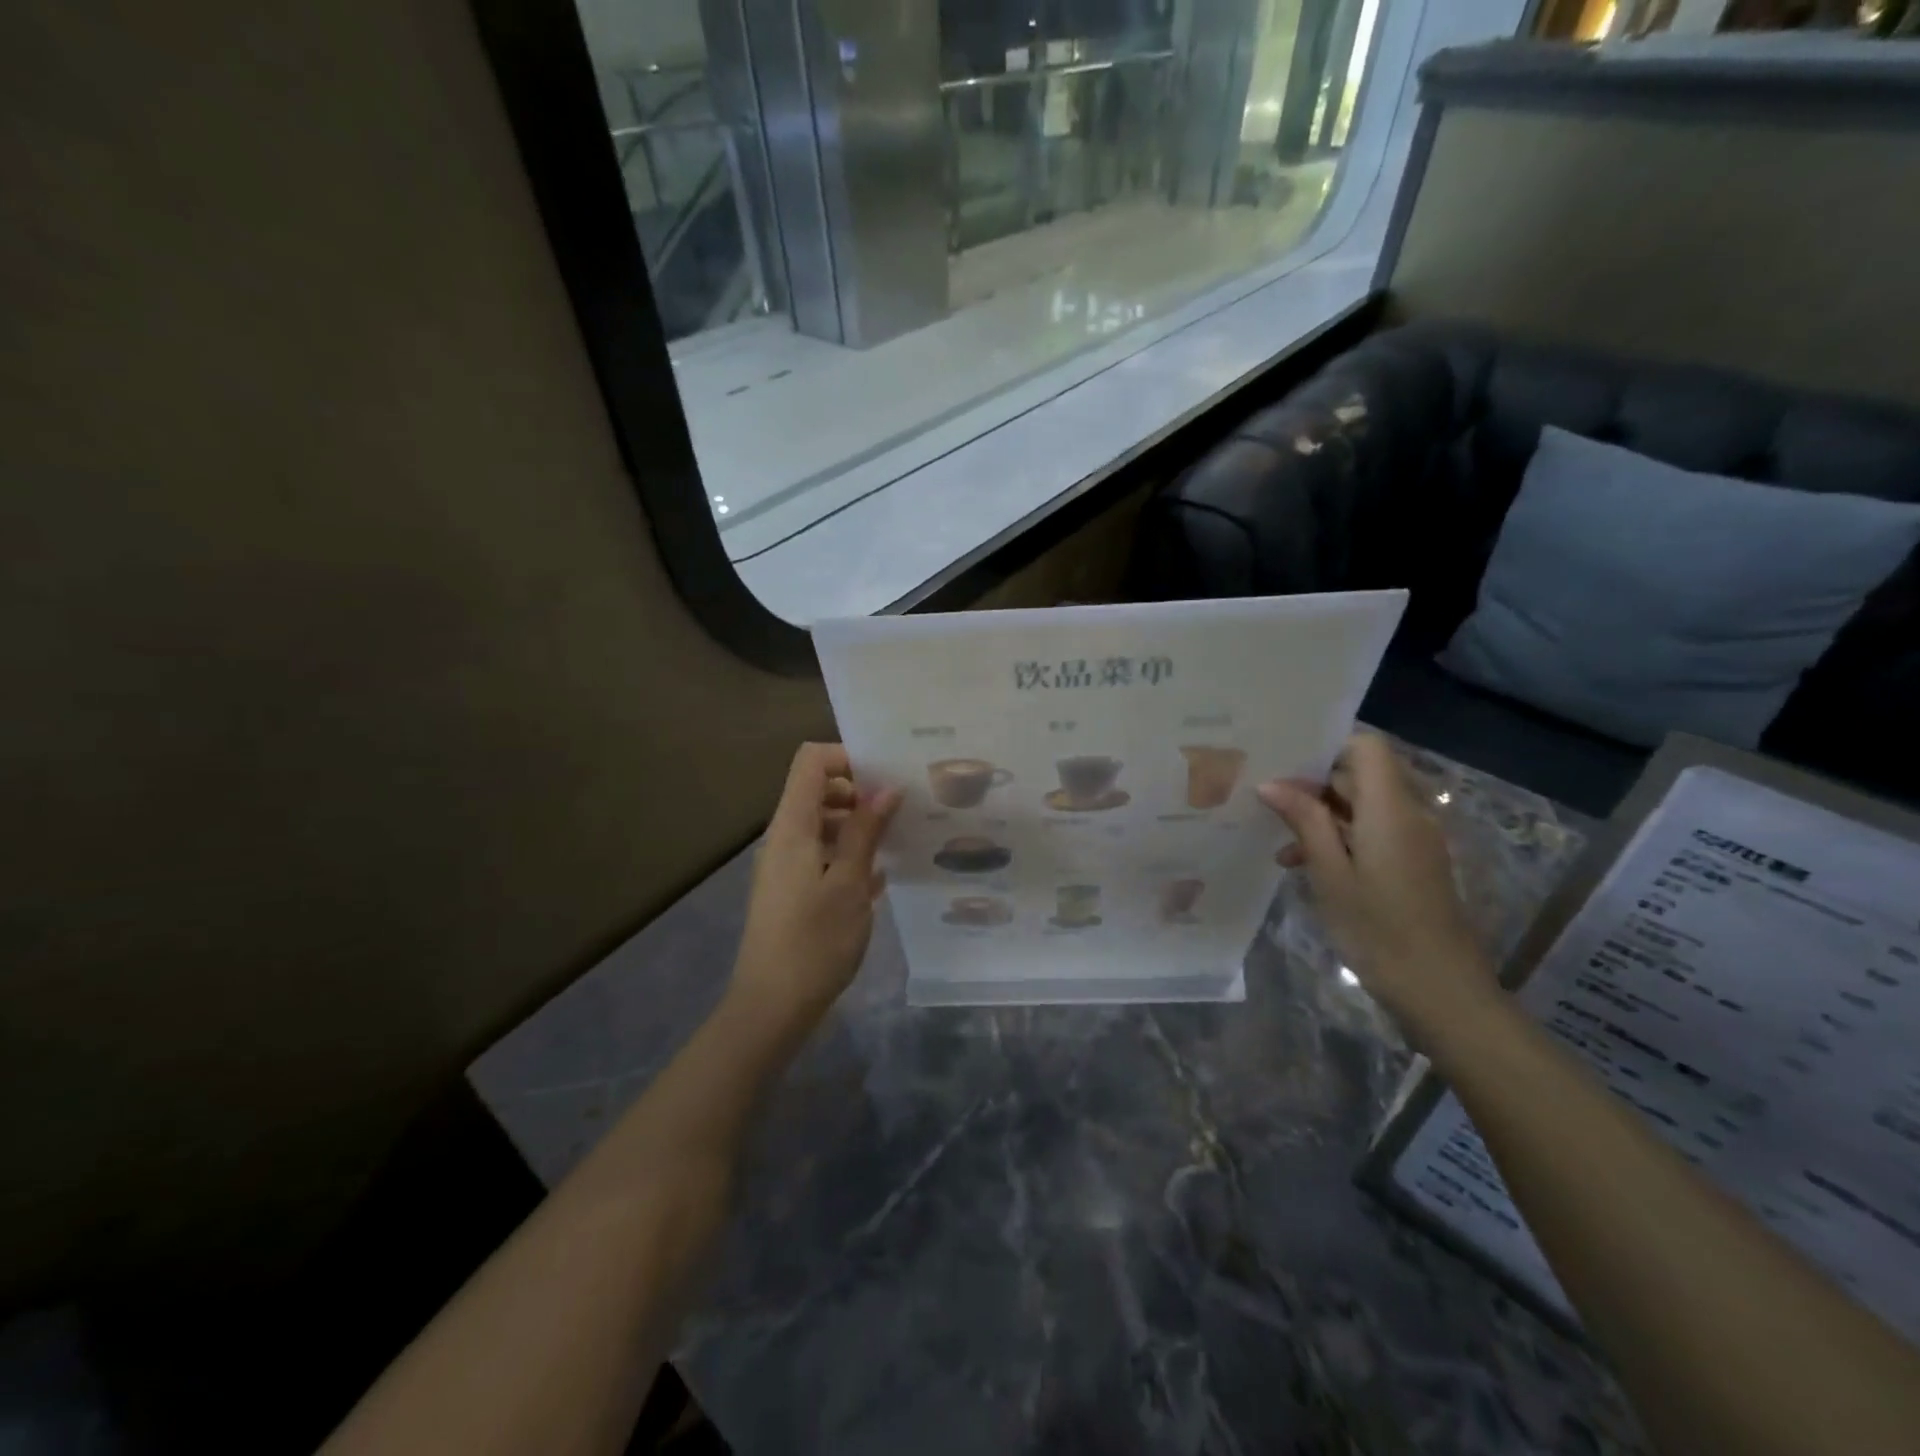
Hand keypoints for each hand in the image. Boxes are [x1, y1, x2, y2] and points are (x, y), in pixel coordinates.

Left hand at [731, 743, 900, 1034]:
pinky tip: (880, 878)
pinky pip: (823, 855)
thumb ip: (867, 832)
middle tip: (901, 811)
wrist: (772, 1007)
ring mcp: (786, 865)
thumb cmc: (814, 941)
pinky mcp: (793, 891)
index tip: (886, 777)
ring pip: (824, 825)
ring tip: (899, 843)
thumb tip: (887, 789)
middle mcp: (784, 837)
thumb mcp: (850, 884)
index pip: (812, 761)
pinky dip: (849, 856)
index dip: (848, 757)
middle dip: (860, 792)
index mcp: (792, 826)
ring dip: (859, 827)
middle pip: (819, 790)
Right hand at [1258, 731, 1494, 1037]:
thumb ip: (1304, 821)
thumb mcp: (1330, 873)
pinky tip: (1304, 864)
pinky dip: (1339, 838)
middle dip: (1313, 784)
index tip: (1284, 762)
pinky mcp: (1413, 863)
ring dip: (1321, 816)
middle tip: (1266, 801)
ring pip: (1362, 806)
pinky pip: (1372, 831)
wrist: (1441, 990)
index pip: (1365, 746)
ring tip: (1279, 842)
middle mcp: (1408, 814)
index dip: (1326, 746)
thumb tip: (1272, 783)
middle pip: (1360, 775)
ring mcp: (1414, 840)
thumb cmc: (1378, 929)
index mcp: (1390, 809)